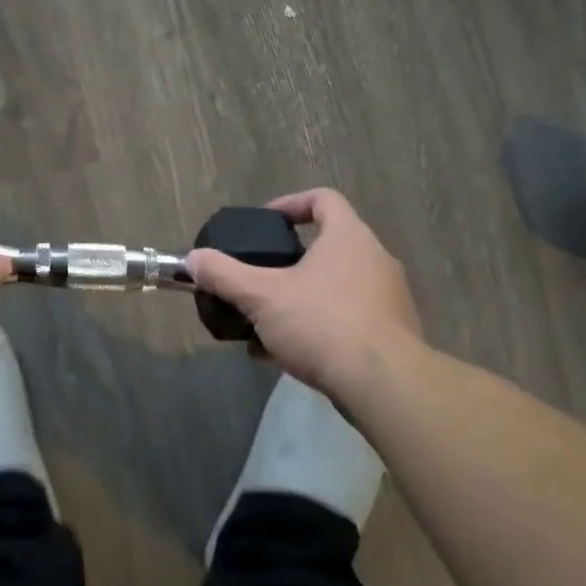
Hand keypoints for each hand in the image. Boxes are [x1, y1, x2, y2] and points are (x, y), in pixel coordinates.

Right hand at [186, 188, 423, 397]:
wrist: (384, 386)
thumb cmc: (322, 323)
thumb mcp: (261, 296)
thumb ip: (224, 274)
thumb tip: (192, 259)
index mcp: (348, 237)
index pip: (323, 199)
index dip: (290, 204)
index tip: (265, 223)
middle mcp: (375, 259)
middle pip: (328, 245)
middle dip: (289, 262)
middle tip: (260, 277)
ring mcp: (389, 298)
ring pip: (336, 286)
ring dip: (301, 297)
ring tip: (267, 321)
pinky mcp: (393, 333)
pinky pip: (348, 317)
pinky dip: (318, 326)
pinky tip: (287, 353)